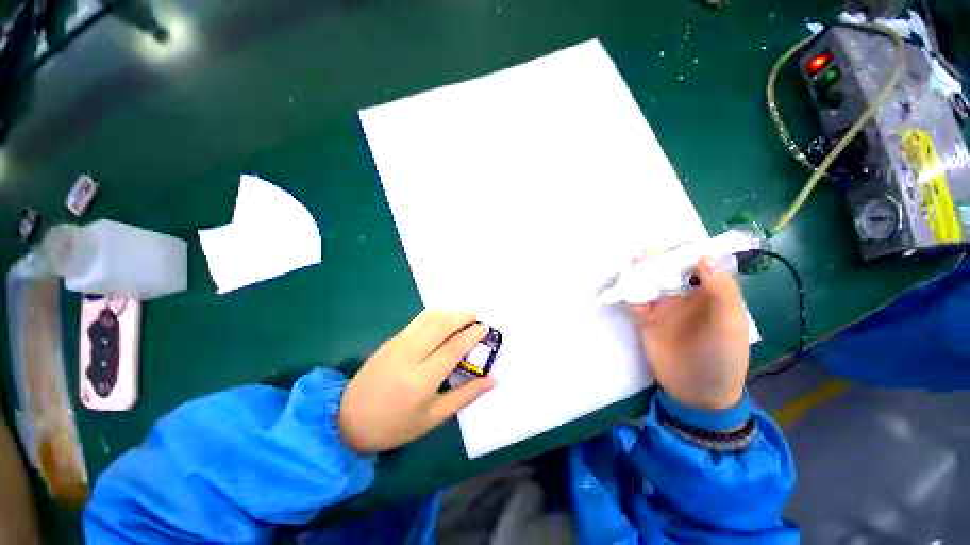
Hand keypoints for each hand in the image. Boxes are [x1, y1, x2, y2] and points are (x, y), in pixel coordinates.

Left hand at [339, 310, 494, 452]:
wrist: (348, 420)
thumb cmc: (395, 425)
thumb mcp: (434, 417)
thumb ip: (465, 395)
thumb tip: (492, 380)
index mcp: (422, 379)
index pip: (454, 347)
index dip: (472, 335)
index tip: (485, 328)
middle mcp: (410, 355)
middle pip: (442, 325)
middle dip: (463, 316)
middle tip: (476, 316)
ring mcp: (398, 344)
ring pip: (429, 317)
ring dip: (449, 312)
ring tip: (462, 315)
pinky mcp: (390, 340)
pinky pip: (417, 320)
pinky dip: (434, 315)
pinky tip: (442, 319)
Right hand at [629, 256, 748, 410]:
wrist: (696, 392)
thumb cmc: (722, 358)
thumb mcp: (729, 324)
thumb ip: (721, 291)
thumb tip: (704, 257)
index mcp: (710, 294)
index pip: (699, 266)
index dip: (688, 252)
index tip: (676, 244)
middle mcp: (685, 297)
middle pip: (670, 271)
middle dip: (659, 260)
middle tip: (648, 253)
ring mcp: (663, 308)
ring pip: (650, 283)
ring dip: (642, 272)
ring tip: (635, 263)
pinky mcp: (645, 319)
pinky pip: (635, 301)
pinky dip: (630, 293)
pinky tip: (628, 289)